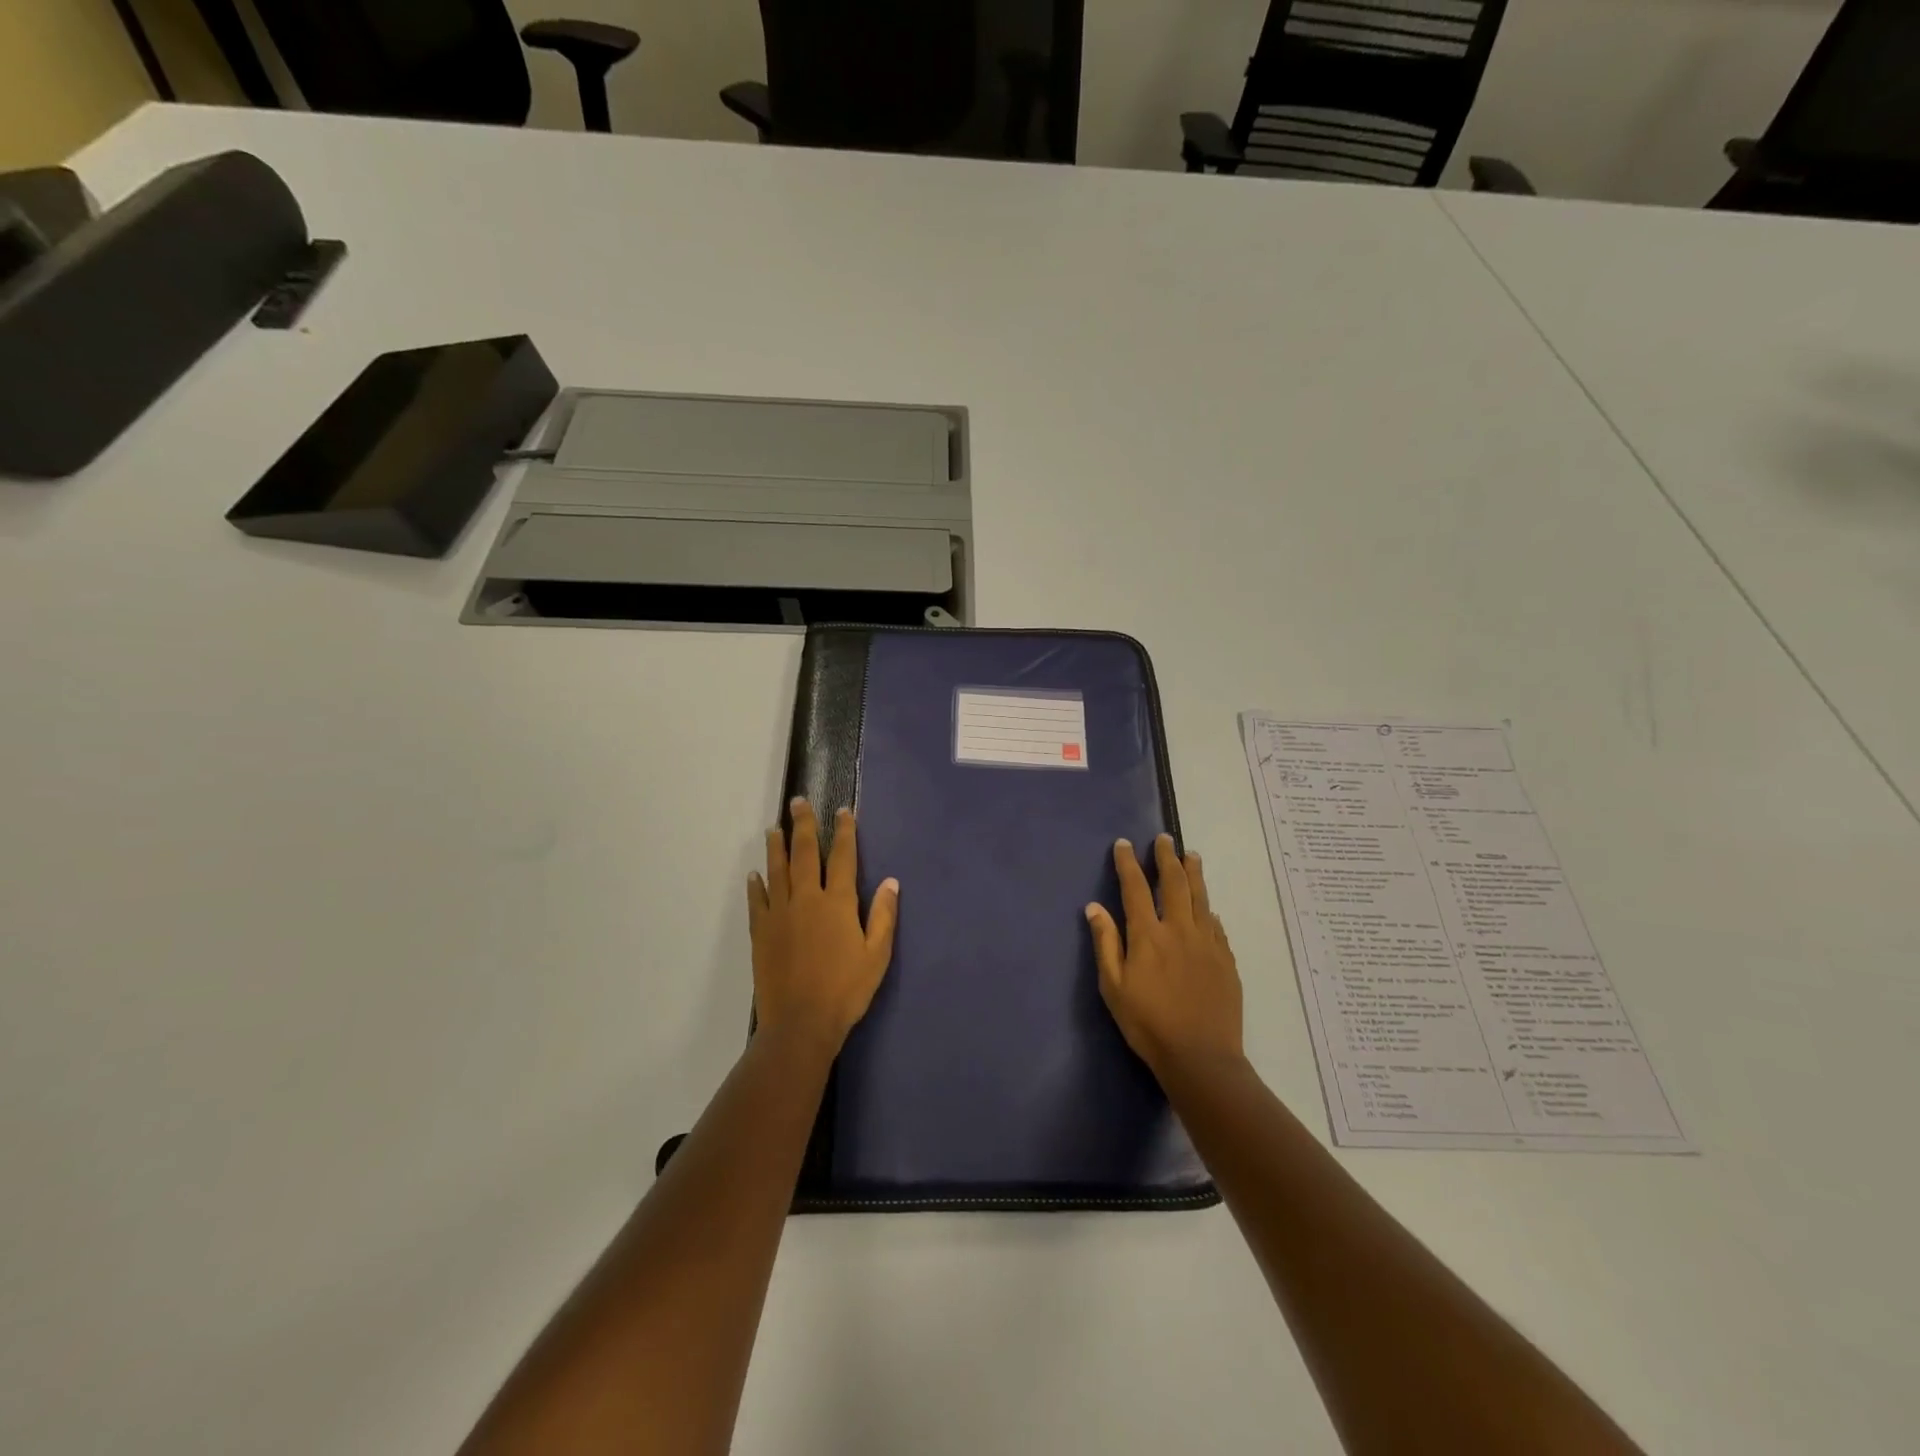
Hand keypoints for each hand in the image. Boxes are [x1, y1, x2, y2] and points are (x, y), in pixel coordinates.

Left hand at [748, 799, 899, 1053]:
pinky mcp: (761, 932)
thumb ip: (883, 916)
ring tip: (775, 828)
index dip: (844, 832)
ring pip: (777, 870)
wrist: (800, 1024)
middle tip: (798, 802)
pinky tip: (755, 874)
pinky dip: (757, 884)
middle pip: (805, 853)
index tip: (843, 811)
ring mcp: (780, 914)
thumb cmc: (846, 990)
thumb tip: (892, 882)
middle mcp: (807, 899)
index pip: (842, 857)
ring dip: (777, 846)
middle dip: (804, 825)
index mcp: (838, 903)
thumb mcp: (877, 955)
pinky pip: (758, 900)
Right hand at [1086, 834, 1243, 1077]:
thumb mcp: (1113, 987)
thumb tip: (1094, 907)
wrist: (1200, 1057)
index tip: (1124, 844)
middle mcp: (1179, 930)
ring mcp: (1207, 943)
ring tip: (1191, 855)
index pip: (1135, 888)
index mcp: (1148, 935)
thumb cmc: (1148, 1024)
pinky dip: (1208, 909)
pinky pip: (1216, 925)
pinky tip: (1208, 907)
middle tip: (1164, 839)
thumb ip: (1106, 943)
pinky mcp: (1226, 959)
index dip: (1128, 864)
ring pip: (1200, 897)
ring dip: (1194, 872)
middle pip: (1174, 883)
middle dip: (1166, 858)